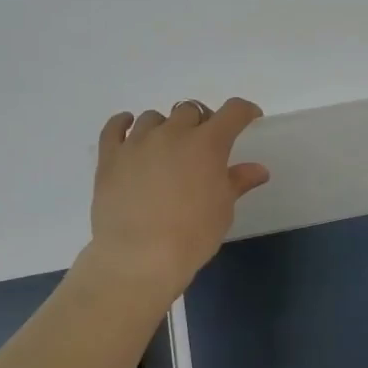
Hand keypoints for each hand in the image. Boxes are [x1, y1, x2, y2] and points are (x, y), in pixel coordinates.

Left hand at [84, 97, 270, 296]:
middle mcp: (172, 133)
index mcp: (207, 144)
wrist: (139, 257)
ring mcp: (137, 142)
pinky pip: (114, 128)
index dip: (244, 111)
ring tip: (166, 146)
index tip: (249, 117)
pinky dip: (123, 123)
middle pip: (190, 110)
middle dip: (201, 123)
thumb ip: (237, 182)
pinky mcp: (110, 157)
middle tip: (202, 146)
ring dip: (165, 126)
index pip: (232, 111)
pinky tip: (127, 127)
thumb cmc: (191, 235)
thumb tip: (258, 170)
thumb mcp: (223, 210)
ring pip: (153, 118)